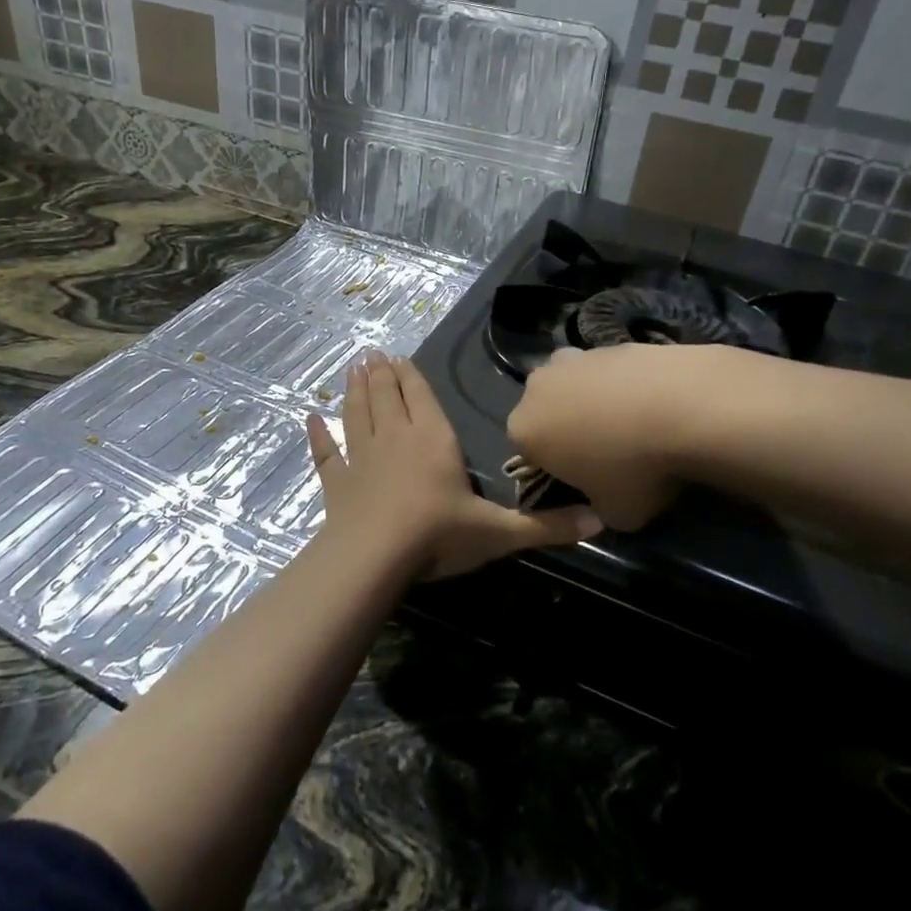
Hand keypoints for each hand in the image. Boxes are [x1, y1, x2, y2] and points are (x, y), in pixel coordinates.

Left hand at [309, 352, 600, 579]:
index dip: (412, 377)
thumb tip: (601, 521)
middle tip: (373, 353)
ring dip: (354, 390)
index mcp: (433, 440)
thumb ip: (547, 526)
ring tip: (352, 368)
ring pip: (357, 414)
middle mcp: (395, 439)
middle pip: (387, 397)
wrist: (374, 557)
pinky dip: (318, 436)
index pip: (422, 398)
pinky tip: (310, 419)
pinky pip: (327, 453)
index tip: (401, 357)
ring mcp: (361, 458)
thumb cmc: (438, 536)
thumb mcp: (499, 533)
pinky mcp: (337, 483)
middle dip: (382, 374)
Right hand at [505, 345, 698, 531]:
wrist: (685, 407)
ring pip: (575, 386)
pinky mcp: (610, 342)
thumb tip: (603, 501)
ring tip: (635, 425)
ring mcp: (574, 358)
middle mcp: (537, 388)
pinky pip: (609, 372)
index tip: (586, 482)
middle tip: (609, 453)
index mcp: (524, 430)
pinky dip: (624, 385)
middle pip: (548, 413)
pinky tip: (654, 403)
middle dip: (569, 430)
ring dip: (595, 403)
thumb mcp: (614, 515)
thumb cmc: (636, 469)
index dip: (556, 470)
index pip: (529, 455)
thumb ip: (596, 509)